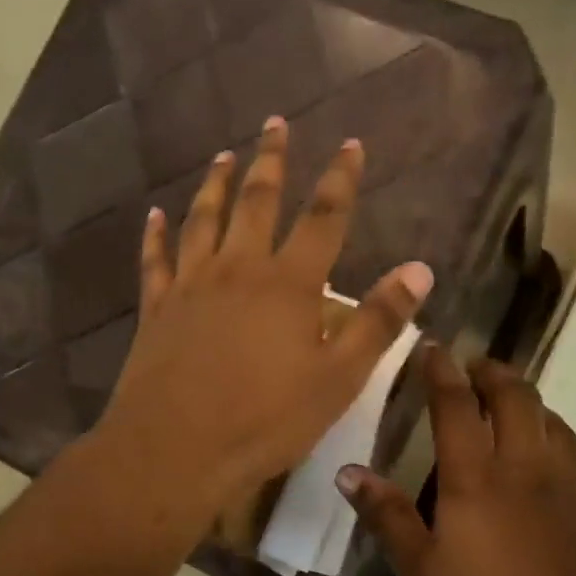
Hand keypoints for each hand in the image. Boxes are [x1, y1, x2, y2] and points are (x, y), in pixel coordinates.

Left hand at [96, 117, 433, 519]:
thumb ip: (378, 322)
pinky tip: (155, 215)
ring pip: (204, 220)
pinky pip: (155, 260)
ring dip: (216, 184)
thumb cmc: (266, 421)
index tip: (351, 144)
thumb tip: (420, 269)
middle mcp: (238, 270)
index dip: (341, 179)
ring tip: (224, 156)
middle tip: (276, 124)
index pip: (324, 217)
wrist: (176, 450)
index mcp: (288, 284)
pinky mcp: (156, 309)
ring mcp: (191, 285)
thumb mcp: (338, 379)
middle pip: (257, 201)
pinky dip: (156, 234)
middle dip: (272, 160)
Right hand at [339, 352, 575, 575]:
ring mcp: (567, 491)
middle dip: (492, 372)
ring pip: (552, 421)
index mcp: (477, 481)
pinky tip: (537, 458)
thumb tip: (350, 472)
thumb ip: (388, 517)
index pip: (457, 406)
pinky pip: (570, 454)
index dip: (441, 371)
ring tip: (505, 402)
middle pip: (516, 397)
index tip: (431, 348)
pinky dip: (549, 434)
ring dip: (527, 398)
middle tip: (471, 366)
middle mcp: (526, 471)